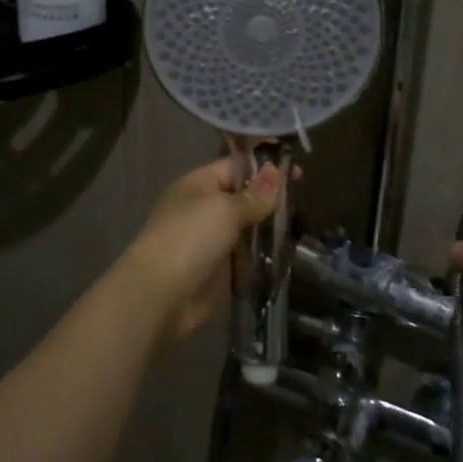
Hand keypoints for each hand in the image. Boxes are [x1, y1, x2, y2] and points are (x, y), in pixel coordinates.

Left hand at [112, 155, 282, 346]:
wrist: (161, 295)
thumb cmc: (190, 238)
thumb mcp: (225, 209)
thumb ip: (254, 194)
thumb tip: (275, 171)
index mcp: (198, 184)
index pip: (236, 166)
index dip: (265, 167)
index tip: (296, 171)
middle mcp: (203, 207)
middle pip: (242, 196)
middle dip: (269, 198)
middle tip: (301, 201)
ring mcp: (210, 239)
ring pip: (246, 226)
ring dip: (268, 226)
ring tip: (299, 225)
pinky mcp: (218, 268)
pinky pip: (245, 253)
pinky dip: (262, 252)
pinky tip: (285, 251)